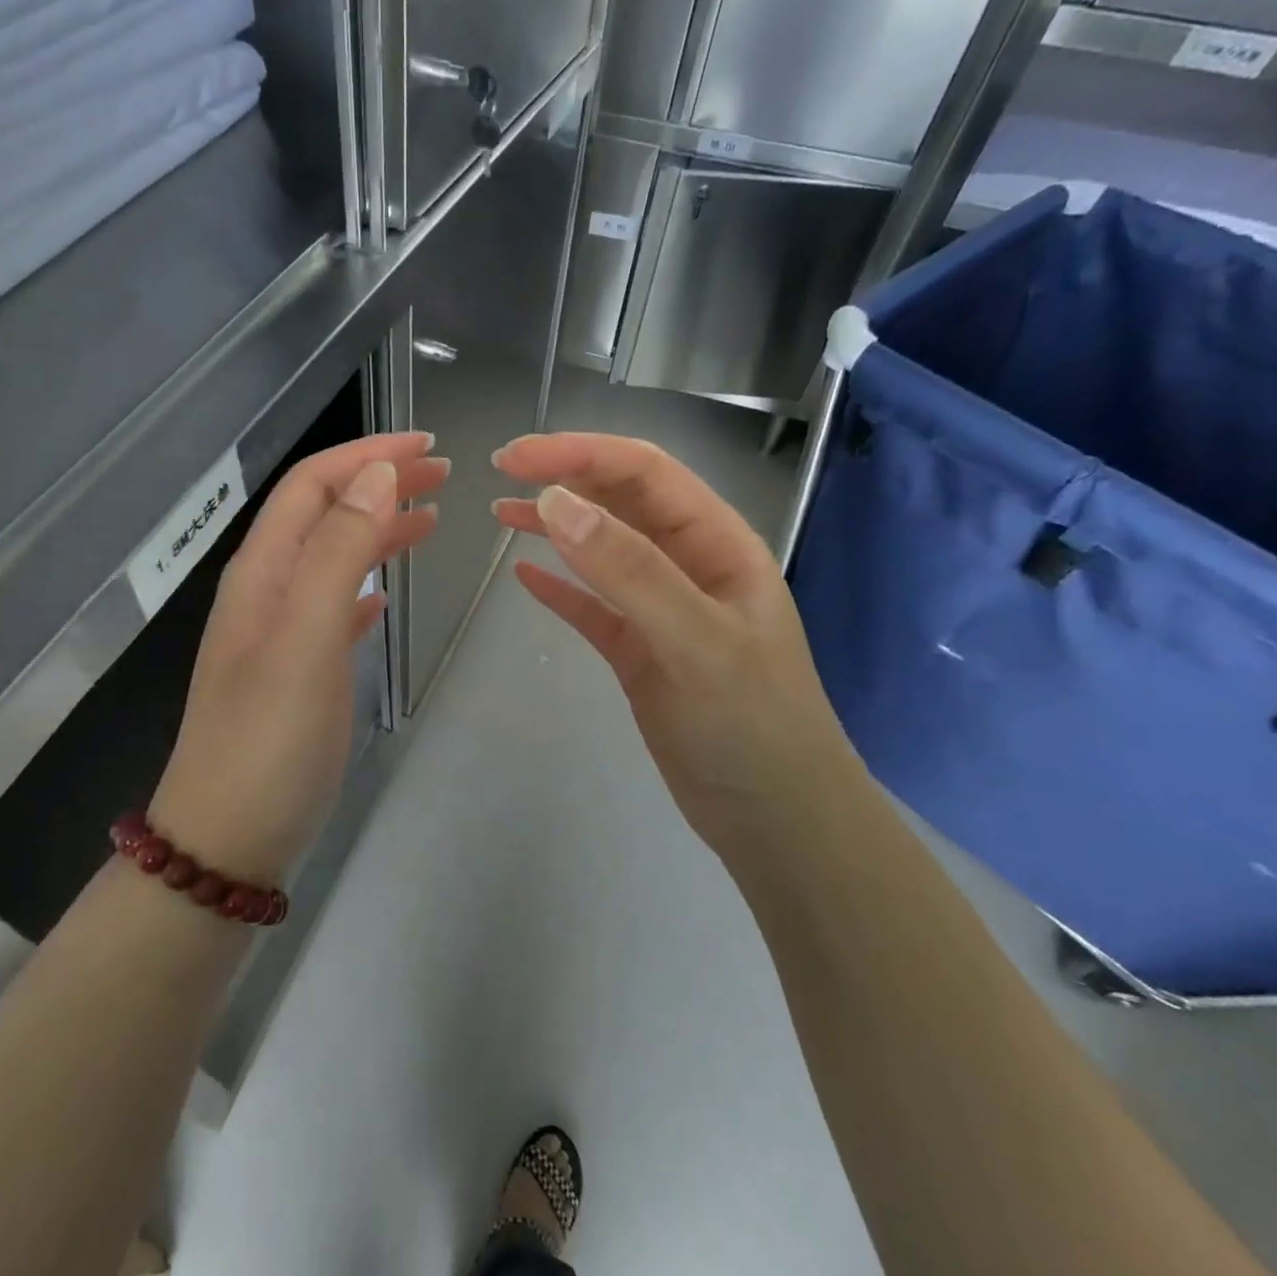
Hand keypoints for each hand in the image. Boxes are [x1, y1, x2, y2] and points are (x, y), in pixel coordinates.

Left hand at [151, 433, 446, 882]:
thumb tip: (376, 476)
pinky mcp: (297, 673)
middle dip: (378, 484)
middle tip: (442, 476)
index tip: (427, 446)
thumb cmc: (269, 737)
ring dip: (377, 530)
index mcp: (263, 572)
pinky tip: (386, 595)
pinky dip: (364, 587)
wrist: (228, 838)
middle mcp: (267, 592)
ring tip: (429, 520)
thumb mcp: (304, 635)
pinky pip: (334, 609)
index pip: (312, 486)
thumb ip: (339, 551)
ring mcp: (280, 634)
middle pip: (324, 514)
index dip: (366, 455)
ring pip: (333, 559)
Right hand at [492, 433, 866, 852]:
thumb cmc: (751, 724)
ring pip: (603, 551)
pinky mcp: (640, 653)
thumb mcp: (695, 641)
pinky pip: (593, 608)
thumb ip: (629, 570)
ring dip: (556, 527)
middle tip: (501, 471)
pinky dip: (561, 589)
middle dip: (565, 478)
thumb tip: (557, 503)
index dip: (581, 454)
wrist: (775, 821)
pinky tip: (525, 577)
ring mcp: (663, 611)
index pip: (646, 473)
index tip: (517, 458)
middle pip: (621, 502)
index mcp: (718, 544)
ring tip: (502, 513)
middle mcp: (690, 566)